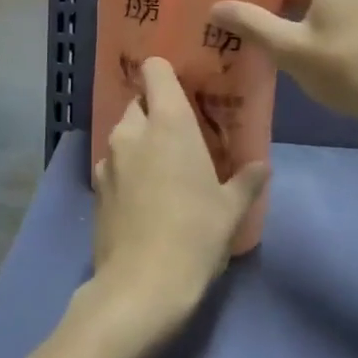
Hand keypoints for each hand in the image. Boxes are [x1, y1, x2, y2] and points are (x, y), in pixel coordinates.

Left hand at [91, 58, 268, 335]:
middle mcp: (132, 131)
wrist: (141, 287)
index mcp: (168, 122)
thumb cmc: (195, 235)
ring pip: (124, 134)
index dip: (166, 73)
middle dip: (156, 111)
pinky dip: (127, 169)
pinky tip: (145, 197)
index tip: (185, 88)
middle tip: (182, 135)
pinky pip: (113, 163)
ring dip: (141, 142)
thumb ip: (247, 180)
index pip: (155, 70)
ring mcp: (108, 160)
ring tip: (165, 168)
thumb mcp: (231, 209)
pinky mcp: (95, 189)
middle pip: (139, 102)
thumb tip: (262, 166)